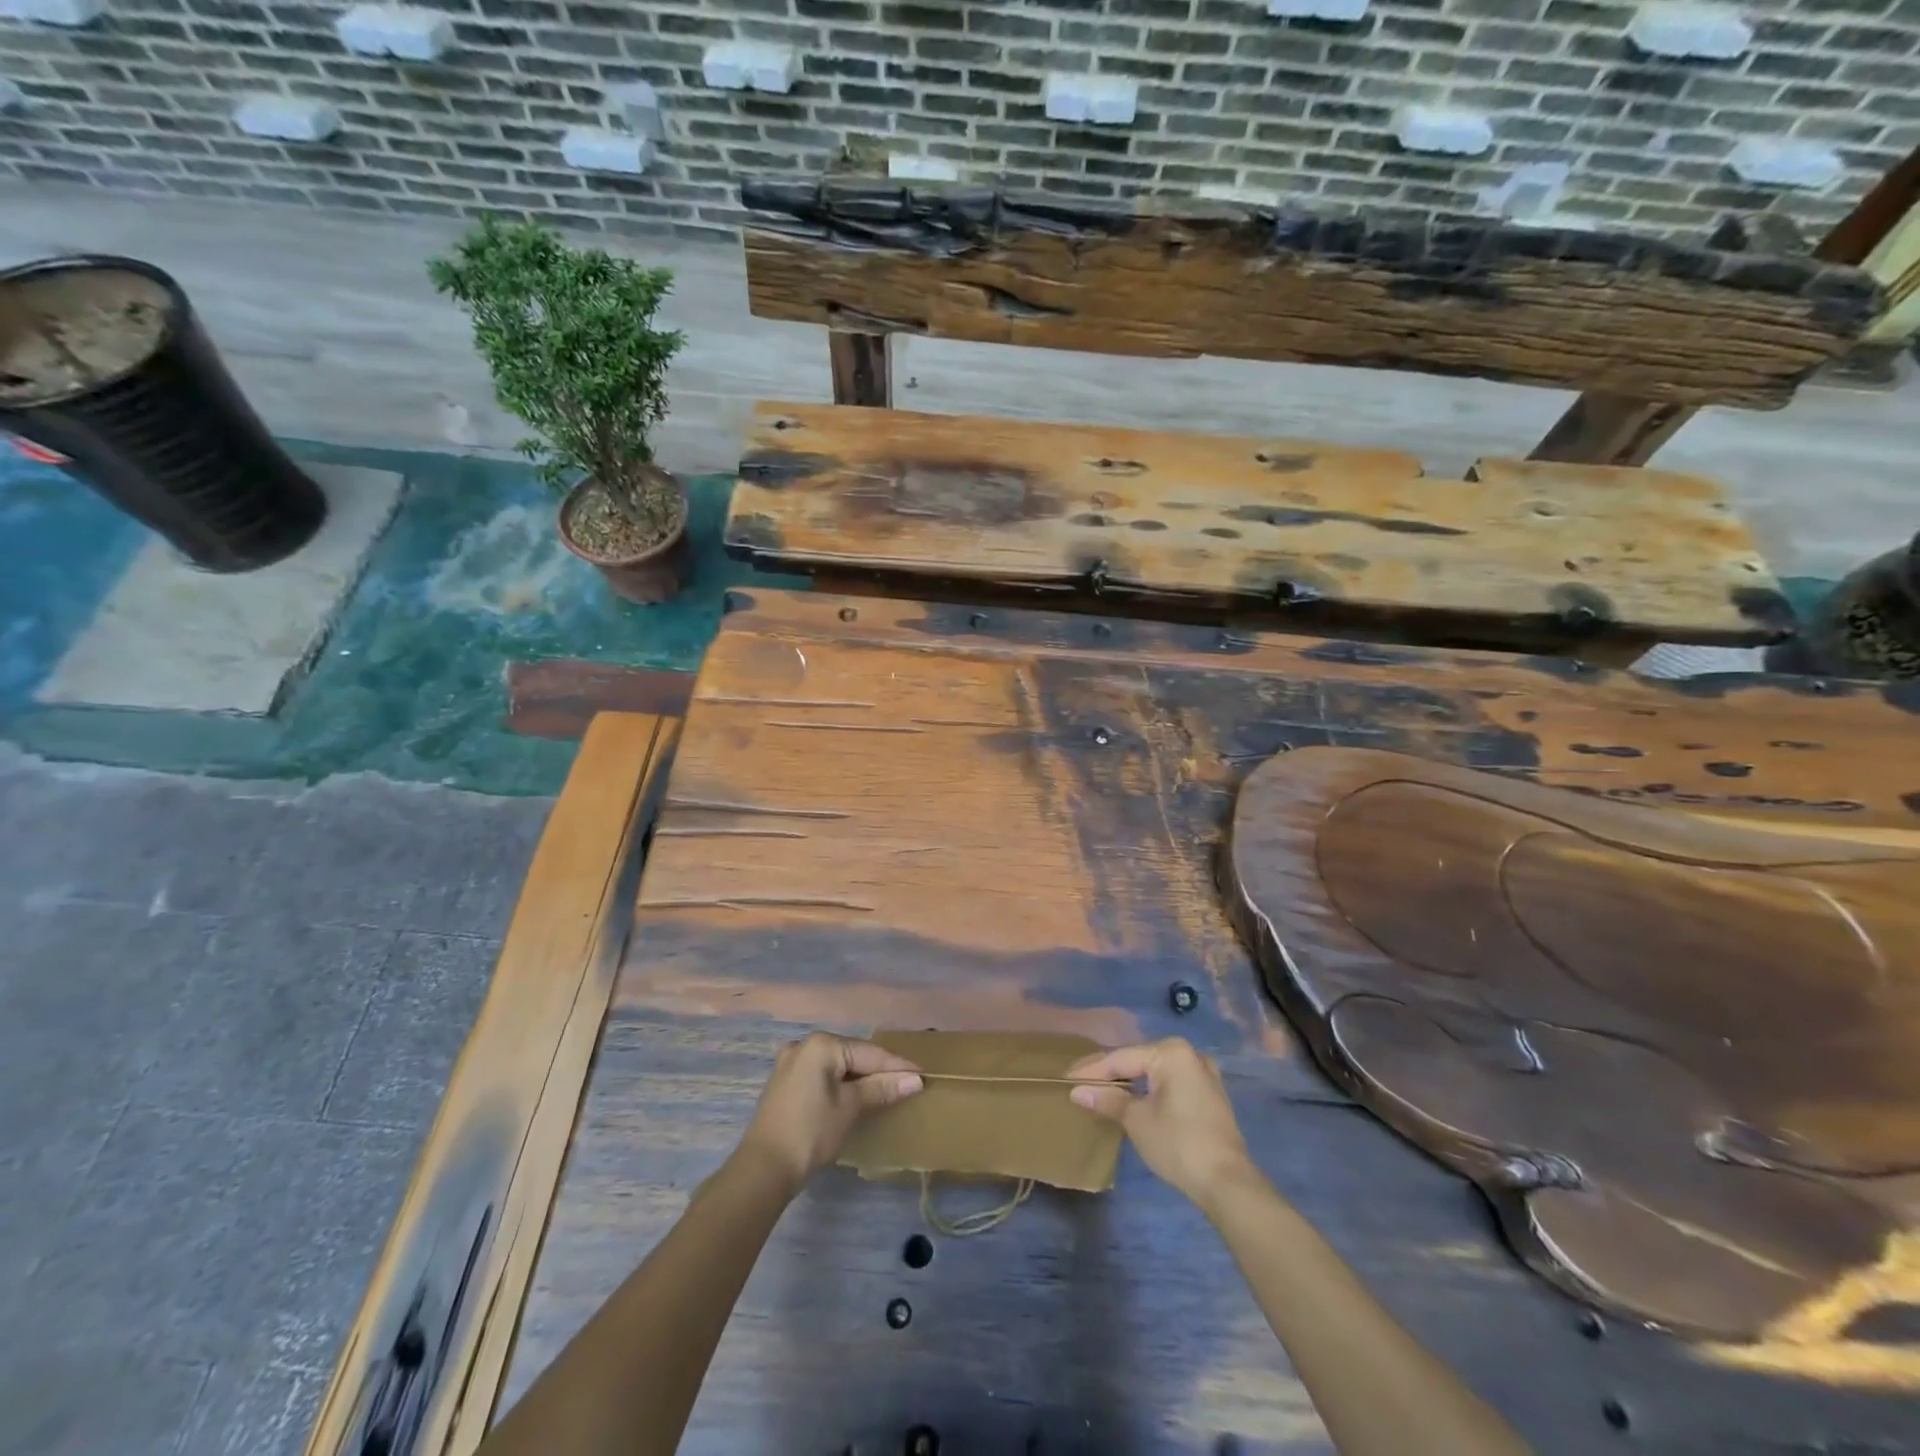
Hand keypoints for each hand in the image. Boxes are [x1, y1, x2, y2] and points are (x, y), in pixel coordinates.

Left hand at [736, 1033, 922, 1193]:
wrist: (762, 1169)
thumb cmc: (811, 1132)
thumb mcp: (850, 1108)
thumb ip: (881, 1089)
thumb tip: (914, 1080)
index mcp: (821, 1044)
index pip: (868, 1052)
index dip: (896, 1065)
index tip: (922, 1073)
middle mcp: (804, 1045)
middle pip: (852, 1054)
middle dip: (879, 1069)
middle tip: (907, 1081)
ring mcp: (791, 1062)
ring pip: (837, 1064)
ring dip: (860, 1076)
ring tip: (886, 1087)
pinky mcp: (785, 1082)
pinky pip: (822, 1074)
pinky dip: (841, 1082)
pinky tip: (855, 1094)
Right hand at [1068, 1038, 1254, 1212]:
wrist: (1228, 1183)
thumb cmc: (1179, 1144)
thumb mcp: (1137, 1120)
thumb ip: (1107, 1100)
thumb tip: (1076, 1091)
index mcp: (1171, 1052)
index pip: (1122, 1058)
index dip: (1093, 1070)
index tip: (1067, 1078)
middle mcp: (1189, 1054)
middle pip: (1139, 1060)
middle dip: (1110, 1073)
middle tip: (1081, 1083)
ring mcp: (1203, 1073)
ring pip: (1155, 1072)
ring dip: (1130, 1081)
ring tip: (1102, 1090)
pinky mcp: (1209, 1094)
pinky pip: (1170, 1083)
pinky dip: (1149, 1089)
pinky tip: (1133, 1098)